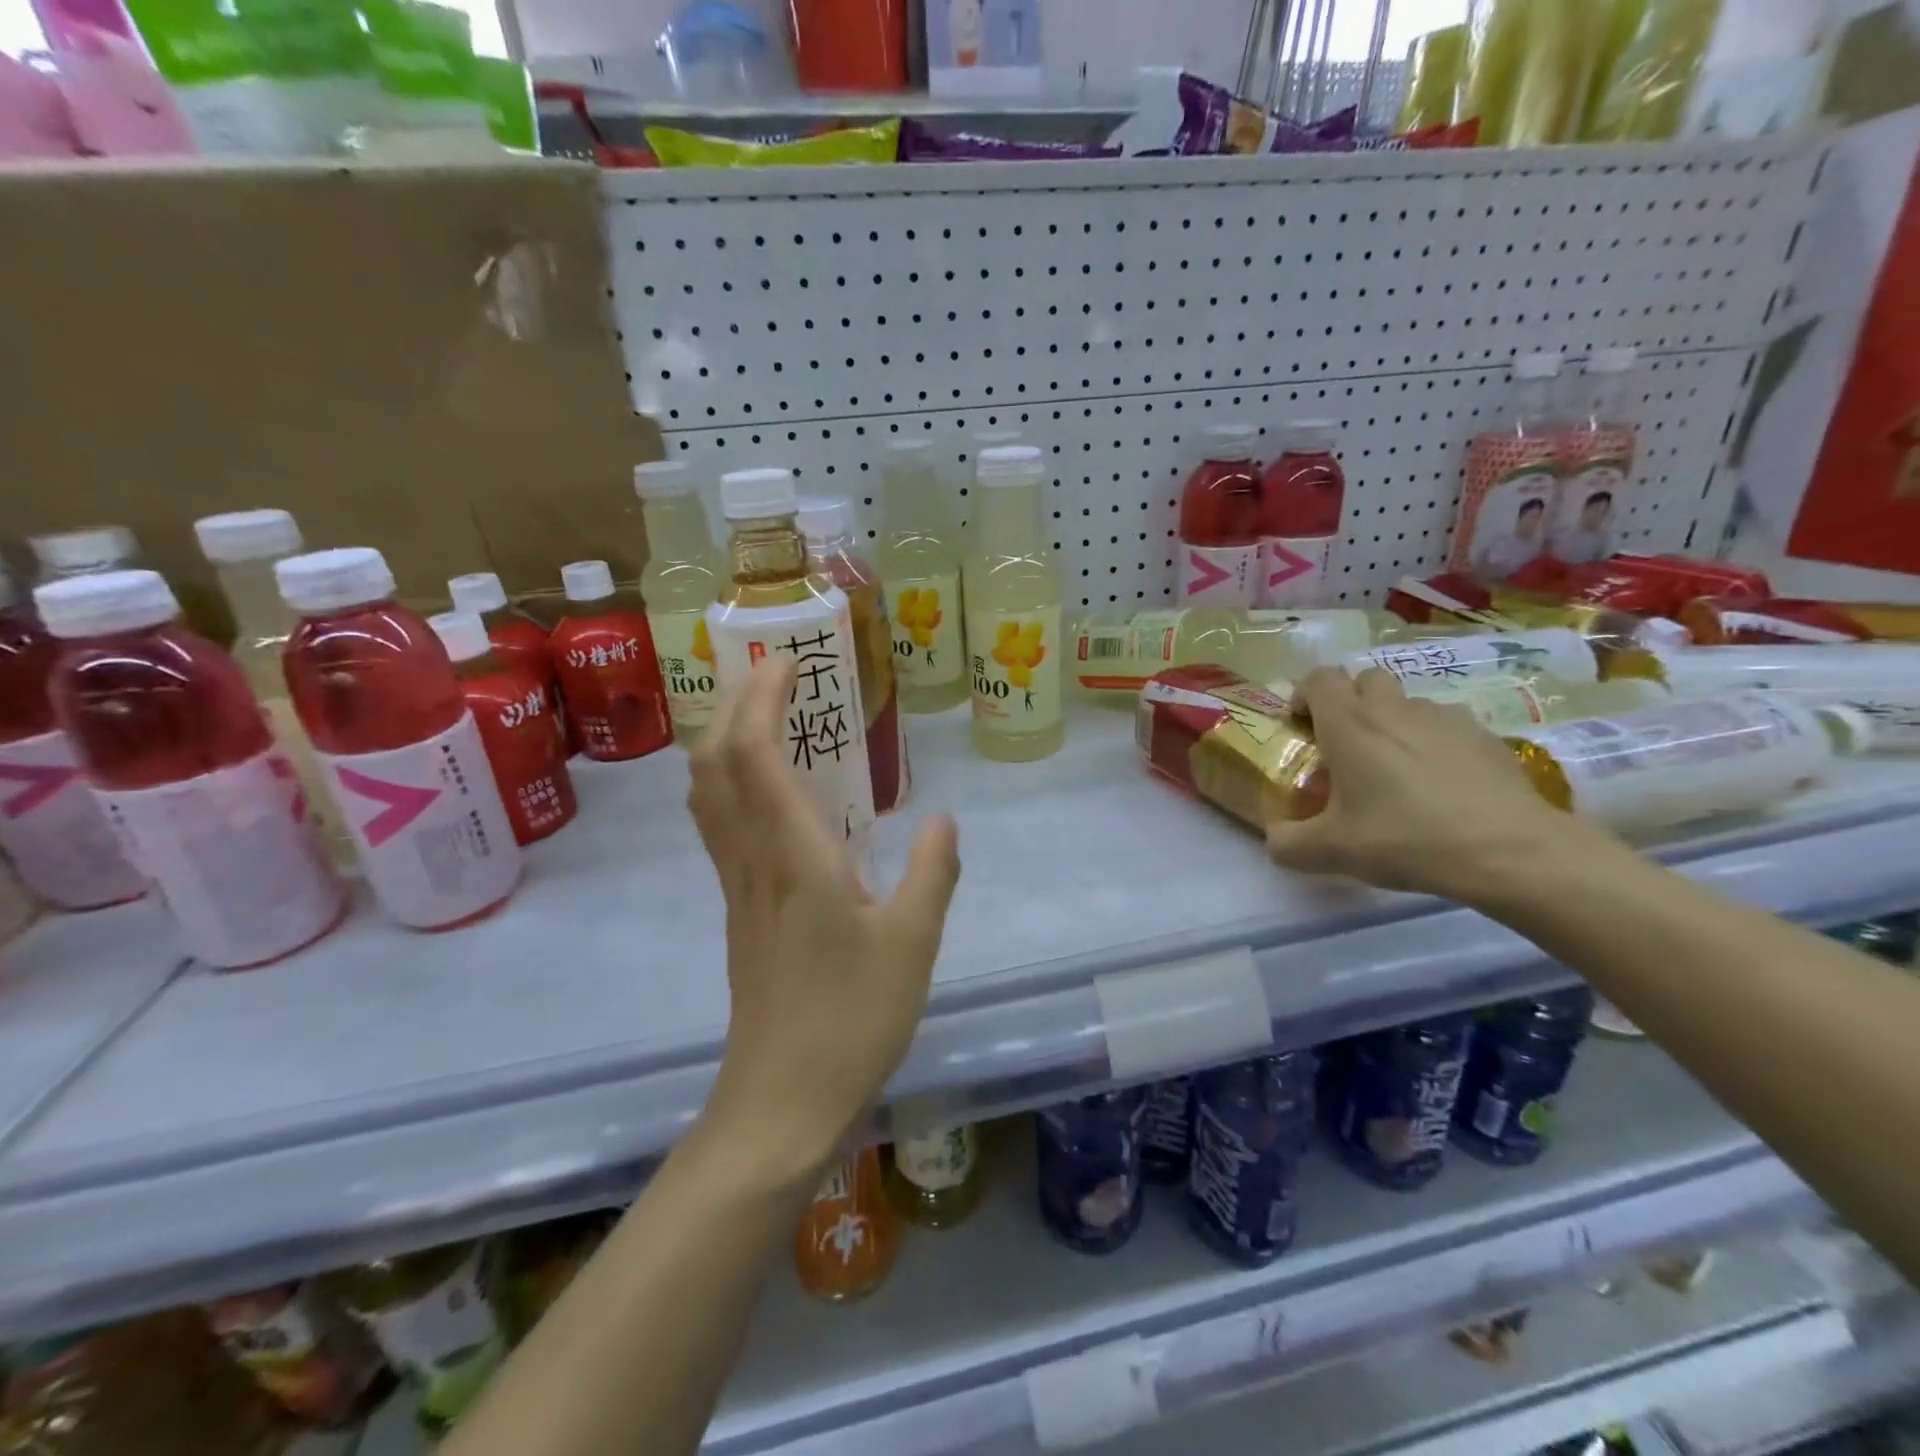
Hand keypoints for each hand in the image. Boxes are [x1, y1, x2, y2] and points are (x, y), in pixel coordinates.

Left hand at [688, 657, 960, 1181]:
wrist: (781, 1103)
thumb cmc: (852, 1019)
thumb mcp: (914, 943)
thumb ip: (933, 872)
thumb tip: (941, 819)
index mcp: (793, 856)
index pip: (755, 755)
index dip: (761, 699)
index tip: (784, 660)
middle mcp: (752, 859)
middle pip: (714, 763)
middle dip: (732, 704)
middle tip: (768, 671)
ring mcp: (738, 886)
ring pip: (708, 794)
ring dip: (724, 739)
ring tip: (763, 713)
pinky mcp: (740, 909)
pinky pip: (722, 825)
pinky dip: (732, 782)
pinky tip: (771, 789)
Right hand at [1264, 668, 1595, 903]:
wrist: (1509, 851)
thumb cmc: (1405, 839)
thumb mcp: (1330, 852)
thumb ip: (1287, 844)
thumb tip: (1274, 840)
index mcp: (1349, 725)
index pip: (1318, 678)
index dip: (1304, 695)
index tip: (1302, 727)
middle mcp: (1394, 709)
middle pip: (1365, 679)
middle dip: (1350, 702)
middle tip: (1347, 746)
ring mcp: (1445, 718)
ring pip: (1407, 703)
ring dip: (1393, 723)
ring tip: (1396, 770)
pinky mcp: (1484, 736)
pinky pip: (1445, 727)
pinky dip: (1433, 744)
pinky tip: (1441, 786)